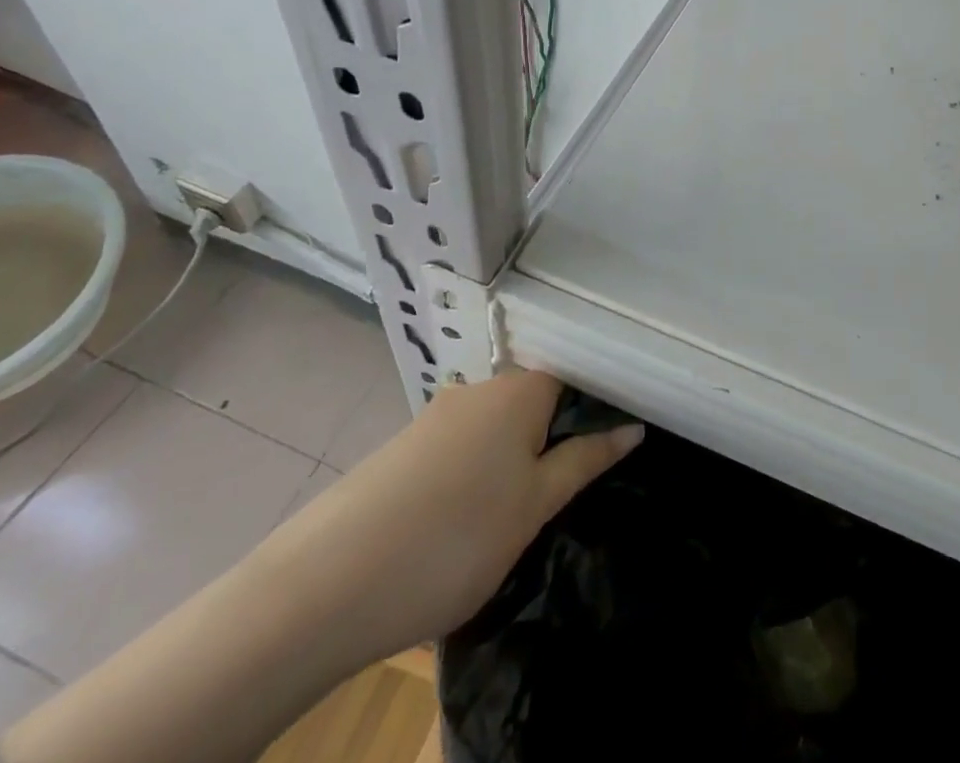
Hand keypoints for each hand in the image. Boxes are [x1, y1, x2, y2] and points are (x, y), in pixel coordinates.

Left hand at [258, 370, 640, 667]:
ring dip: (512, 455)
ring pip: (494, 425)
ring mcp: (435, 417)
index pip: (571, 374)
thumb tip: (633, 428)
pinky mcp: (403, 449)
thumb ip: (585, 460)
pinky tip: (466, 515)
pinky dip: (475, 470)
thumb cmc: (457, 536)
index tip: (610, 436)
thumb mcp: (535, 505)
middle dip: (552, 433)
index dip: (594, 402)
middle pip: (532, 397)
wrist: (326, 585)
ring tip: (516, 509)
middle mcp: (478, 389)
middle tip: (567, 485)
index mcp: (518, 390)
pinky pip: (459, 446)